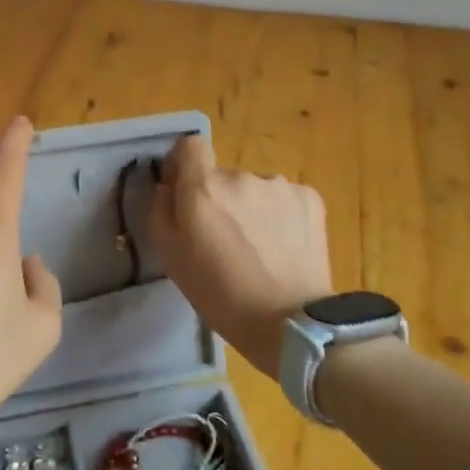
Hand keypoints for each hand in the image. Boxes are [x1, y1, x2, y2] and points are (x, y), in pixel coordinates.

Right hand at [150, 135, 333, 373]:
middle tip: (226, 241)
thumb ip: (160, 211)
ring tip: (260, 250)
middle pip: (222, 177)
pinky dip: (281, 217)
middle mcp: (240, 176)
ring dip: (252, 209)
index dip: (185, 166)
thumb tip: (167, 186)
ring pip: (254, 189)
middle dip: (220, 200)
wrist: (291, 324)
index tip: (186, 194)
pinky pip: (284, 199)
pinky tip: (284, 248)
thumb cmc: (221, 296)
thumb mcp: (171, 258)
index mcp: (202, 188)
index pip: (189, 146)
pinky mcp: (310, 198)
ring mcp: (278, 185)